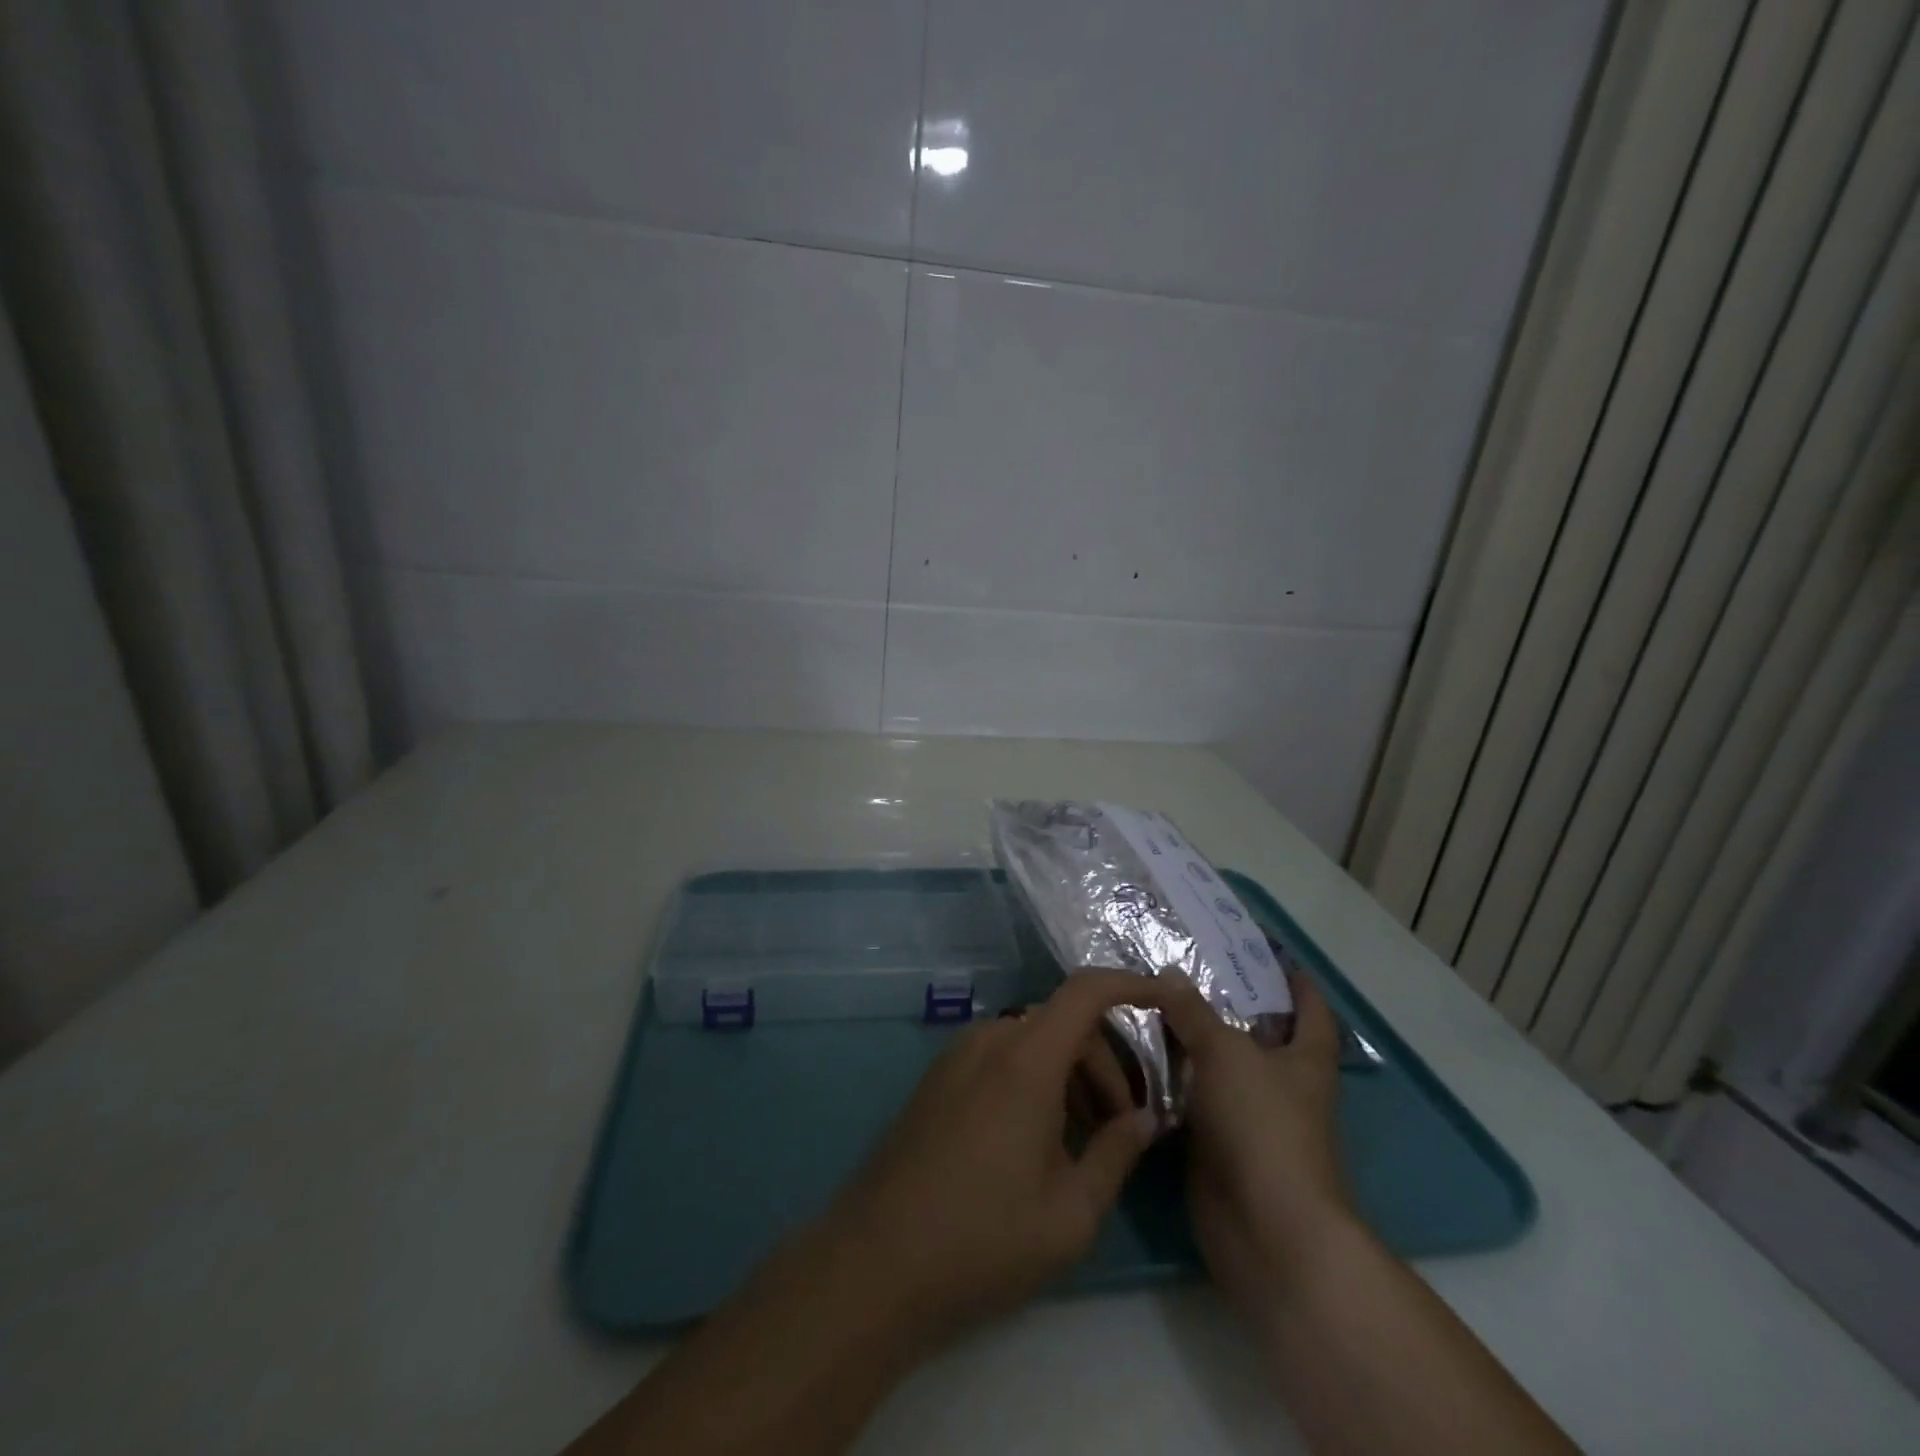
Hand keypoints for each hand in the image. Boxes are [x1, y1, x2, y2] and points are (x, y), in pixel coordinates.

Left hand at [818, 974, 1162, 1351]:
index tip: (1165, 999)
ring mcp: (958, 1056)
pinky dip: (1035, 1079)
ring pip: (1033, 1041)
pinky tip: (1039, 1138)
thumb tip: (1145, 1118)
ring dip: (1070, 1074)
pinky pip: (1001, 1057)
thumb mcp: (1069, 1213)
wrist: (875, 1260)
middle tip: (1124, 1126)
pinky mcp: (939, 1077)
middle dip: (1105, 1064)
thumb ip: (1116, 1154)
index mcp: (1025, 1059)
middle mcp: (990, 1040)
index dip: (1130, 984)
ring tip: (1085, 1140)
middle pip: (1064, 1023)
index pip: (1086, 992)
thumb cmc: (983, 1238)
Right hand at [1152, 970, 1355, 1326]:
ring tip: (1146, 1003)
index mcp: (1305, 1060)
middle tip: (1178, 967)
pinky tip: (1134, 1056)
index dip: (1295, 981)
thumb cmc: (1262, 1125)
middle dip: (1224, 1004)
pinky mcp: (1217, 1146)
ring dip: (1188, 1042)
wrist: (1265, 1230)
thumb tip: (1169, 973)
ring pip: (1217, 1067)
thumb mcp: (1227, 1053)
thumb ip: (1194, 1012)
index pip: (1311, 1010)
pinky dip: (1169, 1080)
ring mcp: (1249, 1118)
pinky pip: (1191, 1100)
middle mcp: (1282, 1086)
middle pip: (1256, 1035)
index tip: (1266, 952)